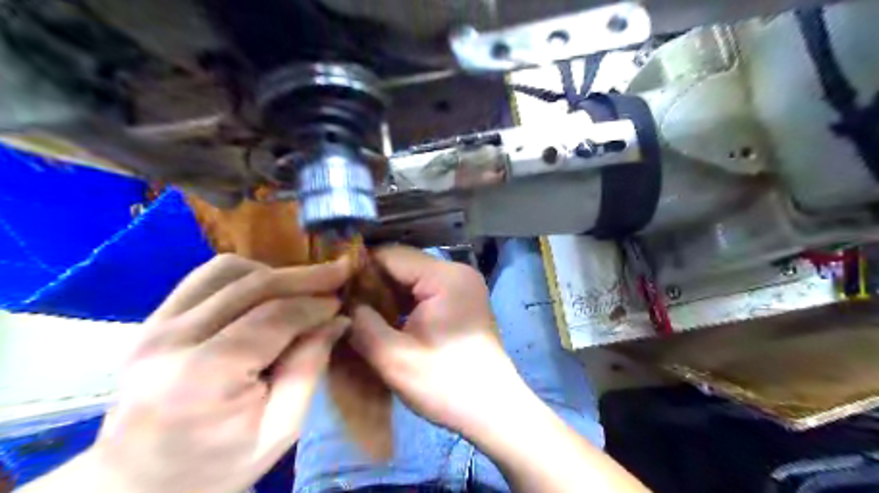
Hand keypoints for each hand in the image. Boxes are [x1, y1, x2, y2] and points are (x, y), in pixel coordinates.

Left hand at [89, 253, 350, 492]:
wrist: (141, 482)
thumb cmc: (219, 464)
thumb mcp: (281, 429)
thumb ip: (309, 368)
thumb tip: (337, 319)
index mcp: (203, 377)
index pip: (273, 317)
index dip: (315, 304)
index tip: (343, 301)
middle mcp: (171, 340)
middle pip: (252, 285)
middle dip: (304, 276)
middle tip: (340, 272)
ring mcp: (154, 325)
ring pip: (227, 271)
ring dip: (273, 272)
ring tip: (302, 289)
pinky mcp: (151, 320)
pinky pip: (206, 277)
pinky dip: (245, 275)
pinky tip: (266, 291)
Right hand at [348, 247, 528, 434]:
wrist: (493, 410)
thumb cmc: (446, 384)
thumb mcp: (394, 358)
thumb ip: (361, 324)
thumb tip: (342, 303)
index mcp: (445, 277)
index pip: (391, 255)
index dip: (359, 269)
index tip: (333, 288)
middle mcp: (457, 272)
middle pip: (402, 264)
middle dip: (372, 283)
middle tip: (343, 304)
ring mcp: (462, 285)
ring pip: (412, 278)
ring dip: (387, 294)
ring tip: (360, 313)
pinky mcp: (462, 300)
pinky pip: (425, 290)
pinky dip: (404, 302)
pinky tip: (387, 319)